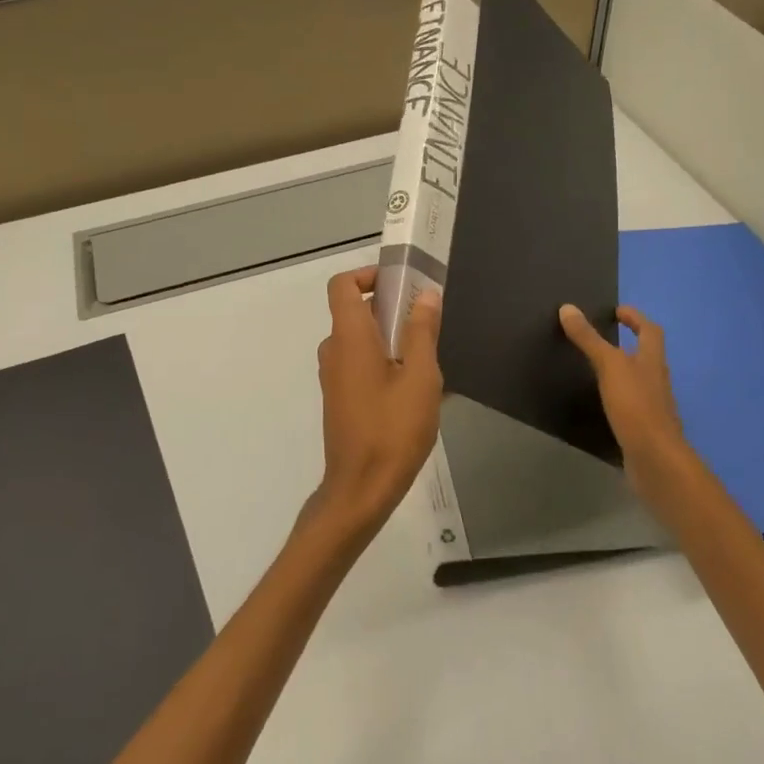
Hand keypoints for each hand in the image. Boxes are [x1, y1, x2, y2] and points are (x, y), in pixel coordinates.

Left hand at [311, 267, 443, 539]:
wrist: (361, 489)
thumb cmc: (392, 429)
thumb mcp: (420, 377)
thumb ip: (422, 332)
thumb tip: (426, 295)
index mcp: (349, 337)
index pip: (342, 285)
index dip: (368, 275)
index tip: (401, 284)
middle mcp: (335, 350)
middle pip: (356, 312)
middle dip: (391, 309)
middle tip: (428, 323)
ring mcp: (334, 376)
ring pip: (362, 341)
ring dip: (392, 340)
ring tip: (429, 362)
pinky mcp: (340, 398)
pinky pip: (361, 365)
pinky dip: (384, 363)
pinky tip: (417, 390)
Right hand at [559, 303, 688, 478]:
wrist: (656, 460)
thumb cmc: (636, 406)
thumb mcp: (609, 366)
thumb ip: (589, 339)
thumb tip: (567, 308)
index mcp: (652, 361)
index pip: (650, 331)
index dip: (636, 318)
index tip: (617, 311)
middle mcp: (656, 380)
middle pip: (646, 355)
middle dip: (628, 343)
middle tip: (601, 335)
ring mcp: (652, 406)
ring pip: (638, 379)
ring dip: (621, 369)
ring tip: (594, 365)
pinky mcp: (642, 427)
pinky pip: (630, 403)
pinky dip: (617, 396)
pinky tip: (599, 401)